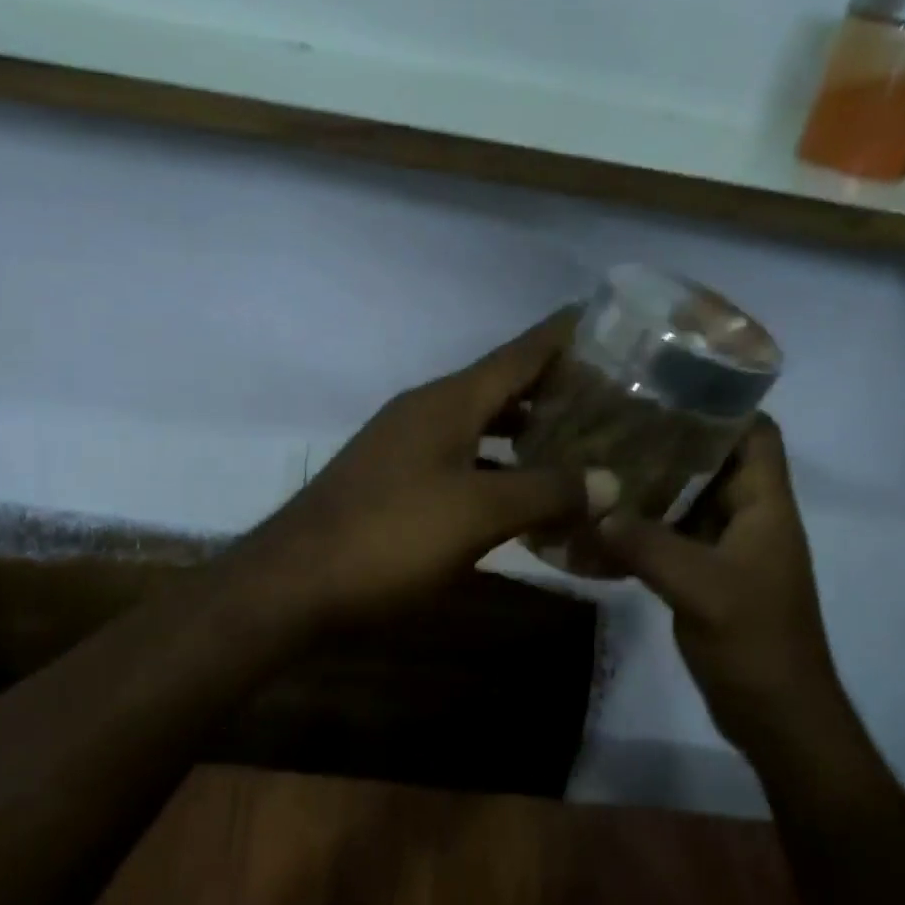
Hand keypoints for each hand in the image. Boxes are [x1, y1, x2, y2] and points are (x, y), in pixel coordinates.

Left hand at [236, 312, 619, 626]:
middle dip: (551, 390)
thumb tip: (611, 481)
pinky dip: (495, 470)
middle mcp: (425, 413)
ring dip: (524, 433)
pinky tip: (520, 495)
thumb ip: (546, 492)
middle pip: (500, 388)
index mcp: (447, 402)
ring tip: (576, 444)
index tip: (601, 319)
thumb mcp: (478, 514)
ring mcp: (404, 448)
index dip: (560, 337)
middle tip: (608, 398)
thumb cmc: (390, 537)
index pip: (517, 354)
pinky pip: (460, 461)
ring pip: (479, 428)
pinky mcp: (394, 484)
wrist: (293, 585)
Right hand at [593, 417, 838, 751]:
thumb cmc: (756, 643)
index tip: (668, 386)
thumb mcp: (702, 589)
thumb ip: (647, 546)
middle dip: (669, 439)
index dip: (723, 403)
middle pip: (713, 460)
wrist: (776, 716)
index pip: (756, 435)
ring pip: (687, 499)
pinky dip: (642, 526)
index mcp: (765, 506)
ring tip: (600, 459)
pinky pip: (671, 536)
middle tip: (614, 420)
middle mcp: (748, 517)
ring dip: (650, 484)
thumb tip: (592, 509)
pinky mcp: (705, 575)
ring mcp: (726, 548)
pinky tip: (601, 522)